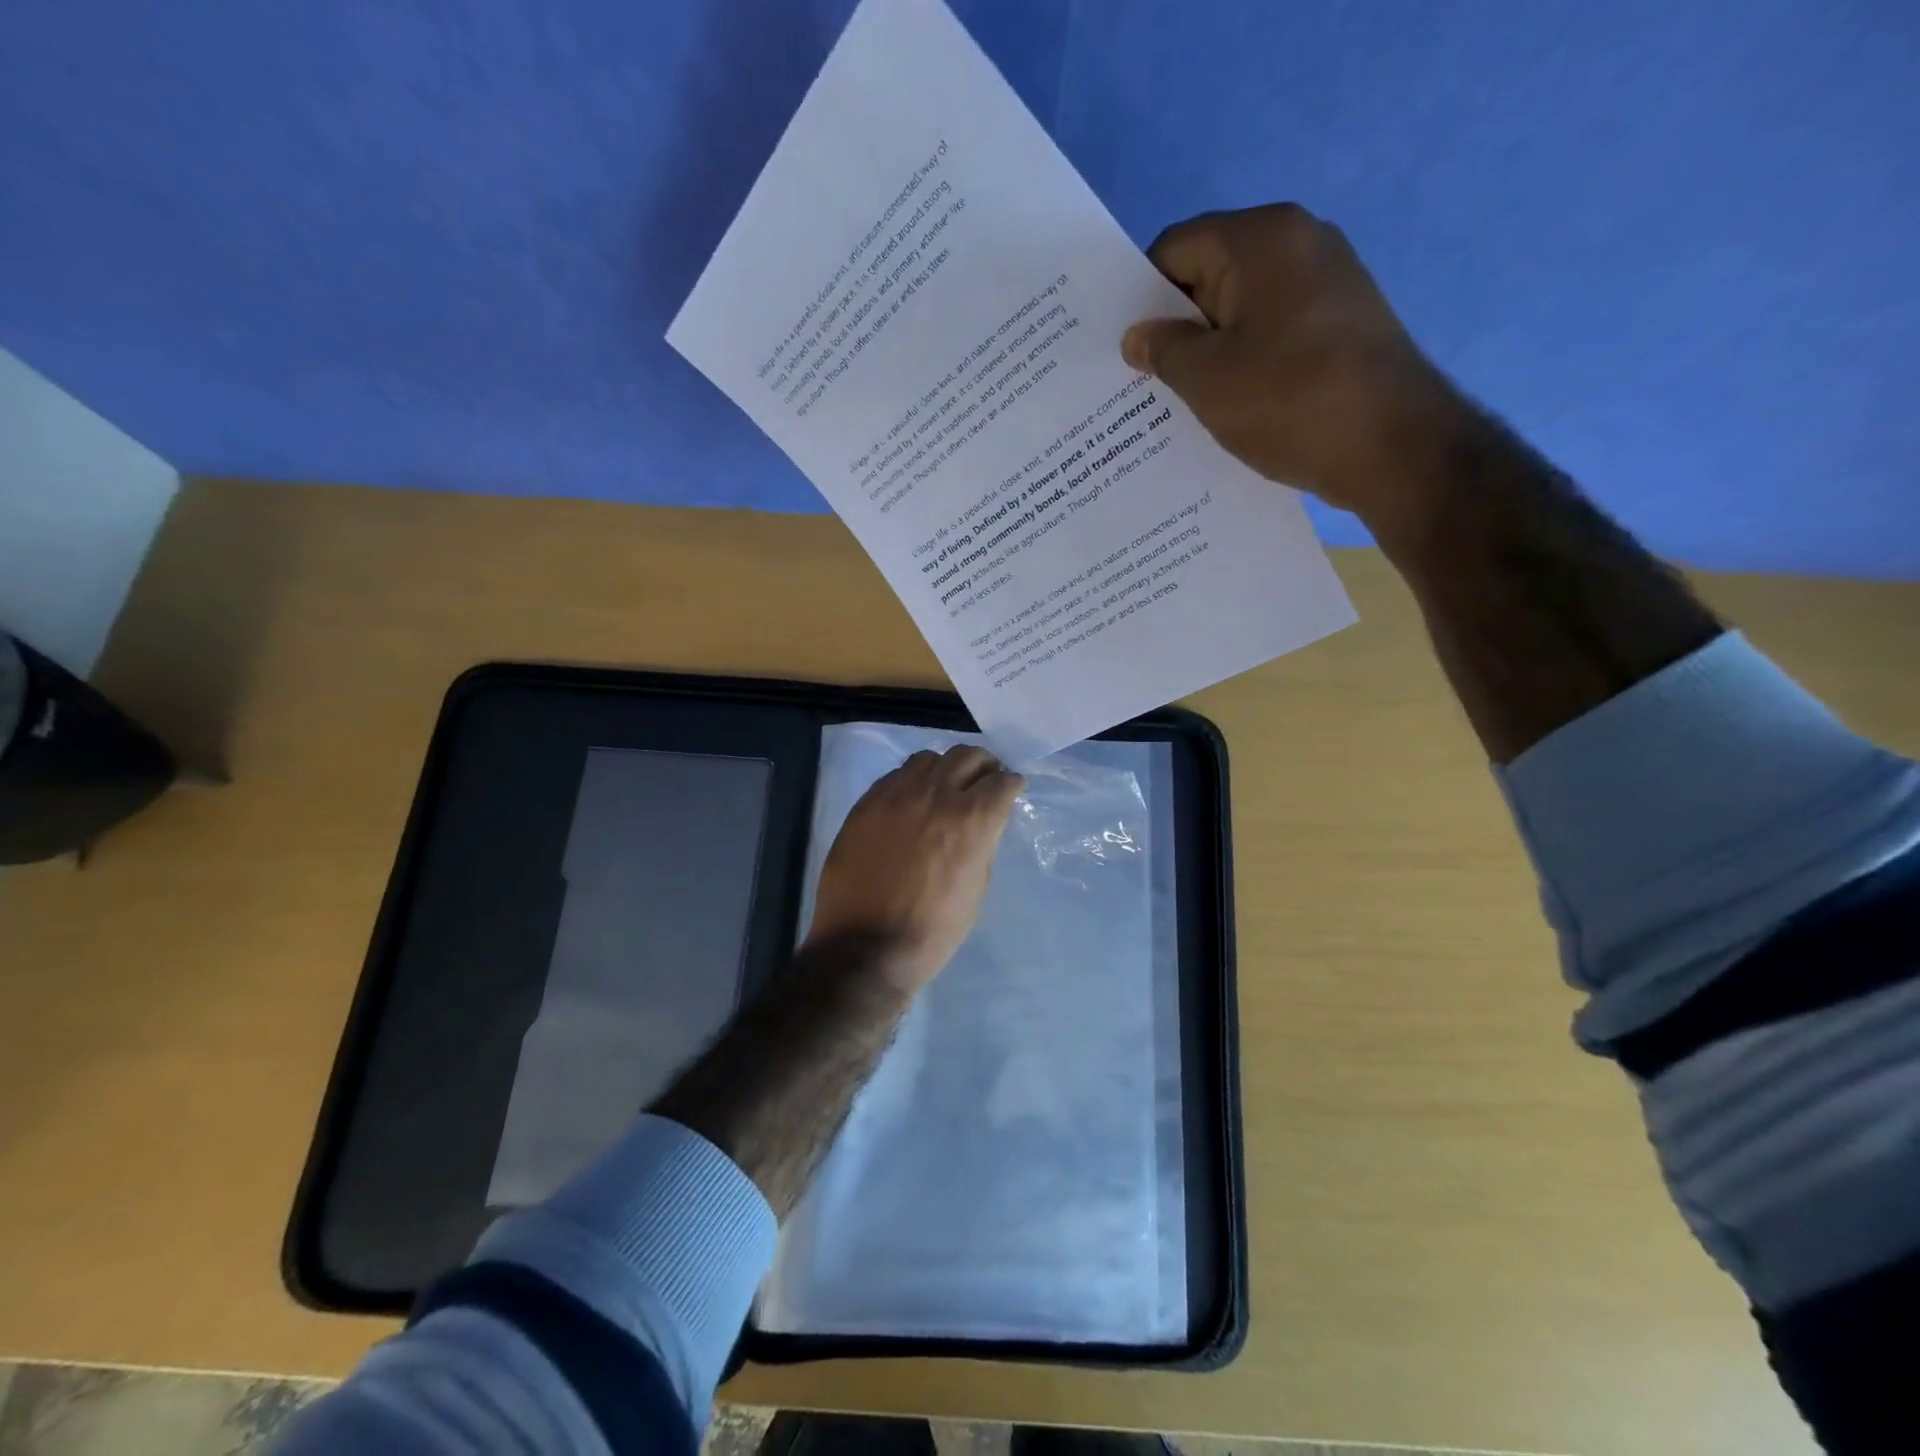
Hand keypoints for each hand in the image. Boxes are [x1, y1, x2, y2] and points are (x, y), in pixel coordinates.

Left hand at [804, 745, 1024, 992]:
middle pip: (968, 756)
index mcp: (971, 820)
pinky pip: (895, 775)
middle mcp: (936, 795)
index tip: (1011, 790)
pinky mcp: (866, 803)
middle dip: (983, 766)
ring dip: (945, 769)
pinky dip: (912, 780)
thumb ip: (982, 843)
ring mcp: (896, 795)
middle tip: (983, 781)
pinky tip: (912, 800)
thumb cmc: (932, 929)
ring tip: (944, 788)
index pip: (1002, 781)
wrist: (866, 947)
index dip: (1011, 785)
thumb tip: (982, 823)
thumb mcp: (976, 888)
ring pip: (929, 759)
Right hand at [1120, 203, 1468, 539]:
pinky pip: (1273, 332)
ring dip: (1207, 349)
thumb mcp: (1206, 379)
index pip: (1176, 248)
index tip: (1121, 345)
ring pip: (1242, 309)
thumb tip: (1138, 335)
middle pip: (1210, 275)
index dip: (1140, 296)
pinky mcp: (1342, 323)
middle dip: (1173, 325)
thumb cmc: (1288, 401)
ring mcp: (1328, 282)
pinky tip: (1227, 404)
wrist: (1393, 446)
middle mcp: (1300, 243)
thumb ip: (1163, 350)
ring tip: (1177, 399)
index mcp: (1262, 239)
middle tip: (1139, 378)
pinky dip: (1244, 361)